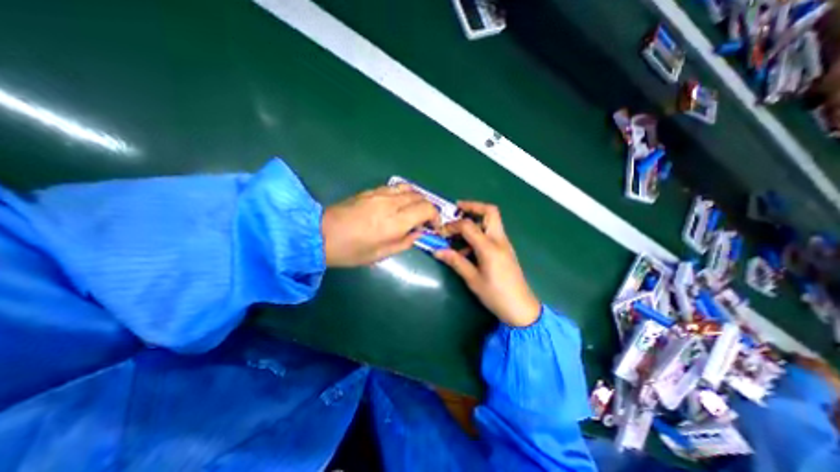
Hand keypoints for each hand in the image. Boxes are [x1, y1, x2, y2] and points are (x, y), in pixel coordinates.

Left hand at [321, 182, 439, 266]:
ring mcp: (379, 194)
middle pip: (420, 197)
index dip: (435, 216)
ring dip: (417, 198)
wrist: (320, 235)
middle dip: (428, 208)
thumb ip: (404, 242)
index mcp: (394, 222)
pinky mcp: (370, 190)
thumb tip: (418, 233)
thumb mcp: (381, 254)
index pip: (426, 209)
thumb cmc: (351, 251)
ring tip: (414, 210)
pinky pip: (395, 187)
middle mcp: (390, 203)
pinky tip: (400, 204)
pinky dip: (404, 193)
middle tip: (425, 221)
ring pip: (409, 188)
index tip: (433, 227)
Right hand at [434, 201, 537, 324]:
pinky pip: (492, 233)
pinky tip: (468, 249)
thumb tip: (437, 251)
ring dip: (475, 220)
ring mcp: (504, 244)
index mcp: (489, 247)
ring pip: (492, 221)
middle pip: (490, 211)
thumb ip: (456, 262)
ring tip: (458, 234)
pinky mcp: (505, 250)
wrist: (521, 308)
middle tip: (457, 210)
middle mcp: (499, 240)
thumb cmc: (496, 295)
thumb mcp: (473, 280)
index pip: (468, 226)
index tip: (441, 232)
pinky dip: (479, 233)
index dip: (453, 225)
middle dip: (473, 207)